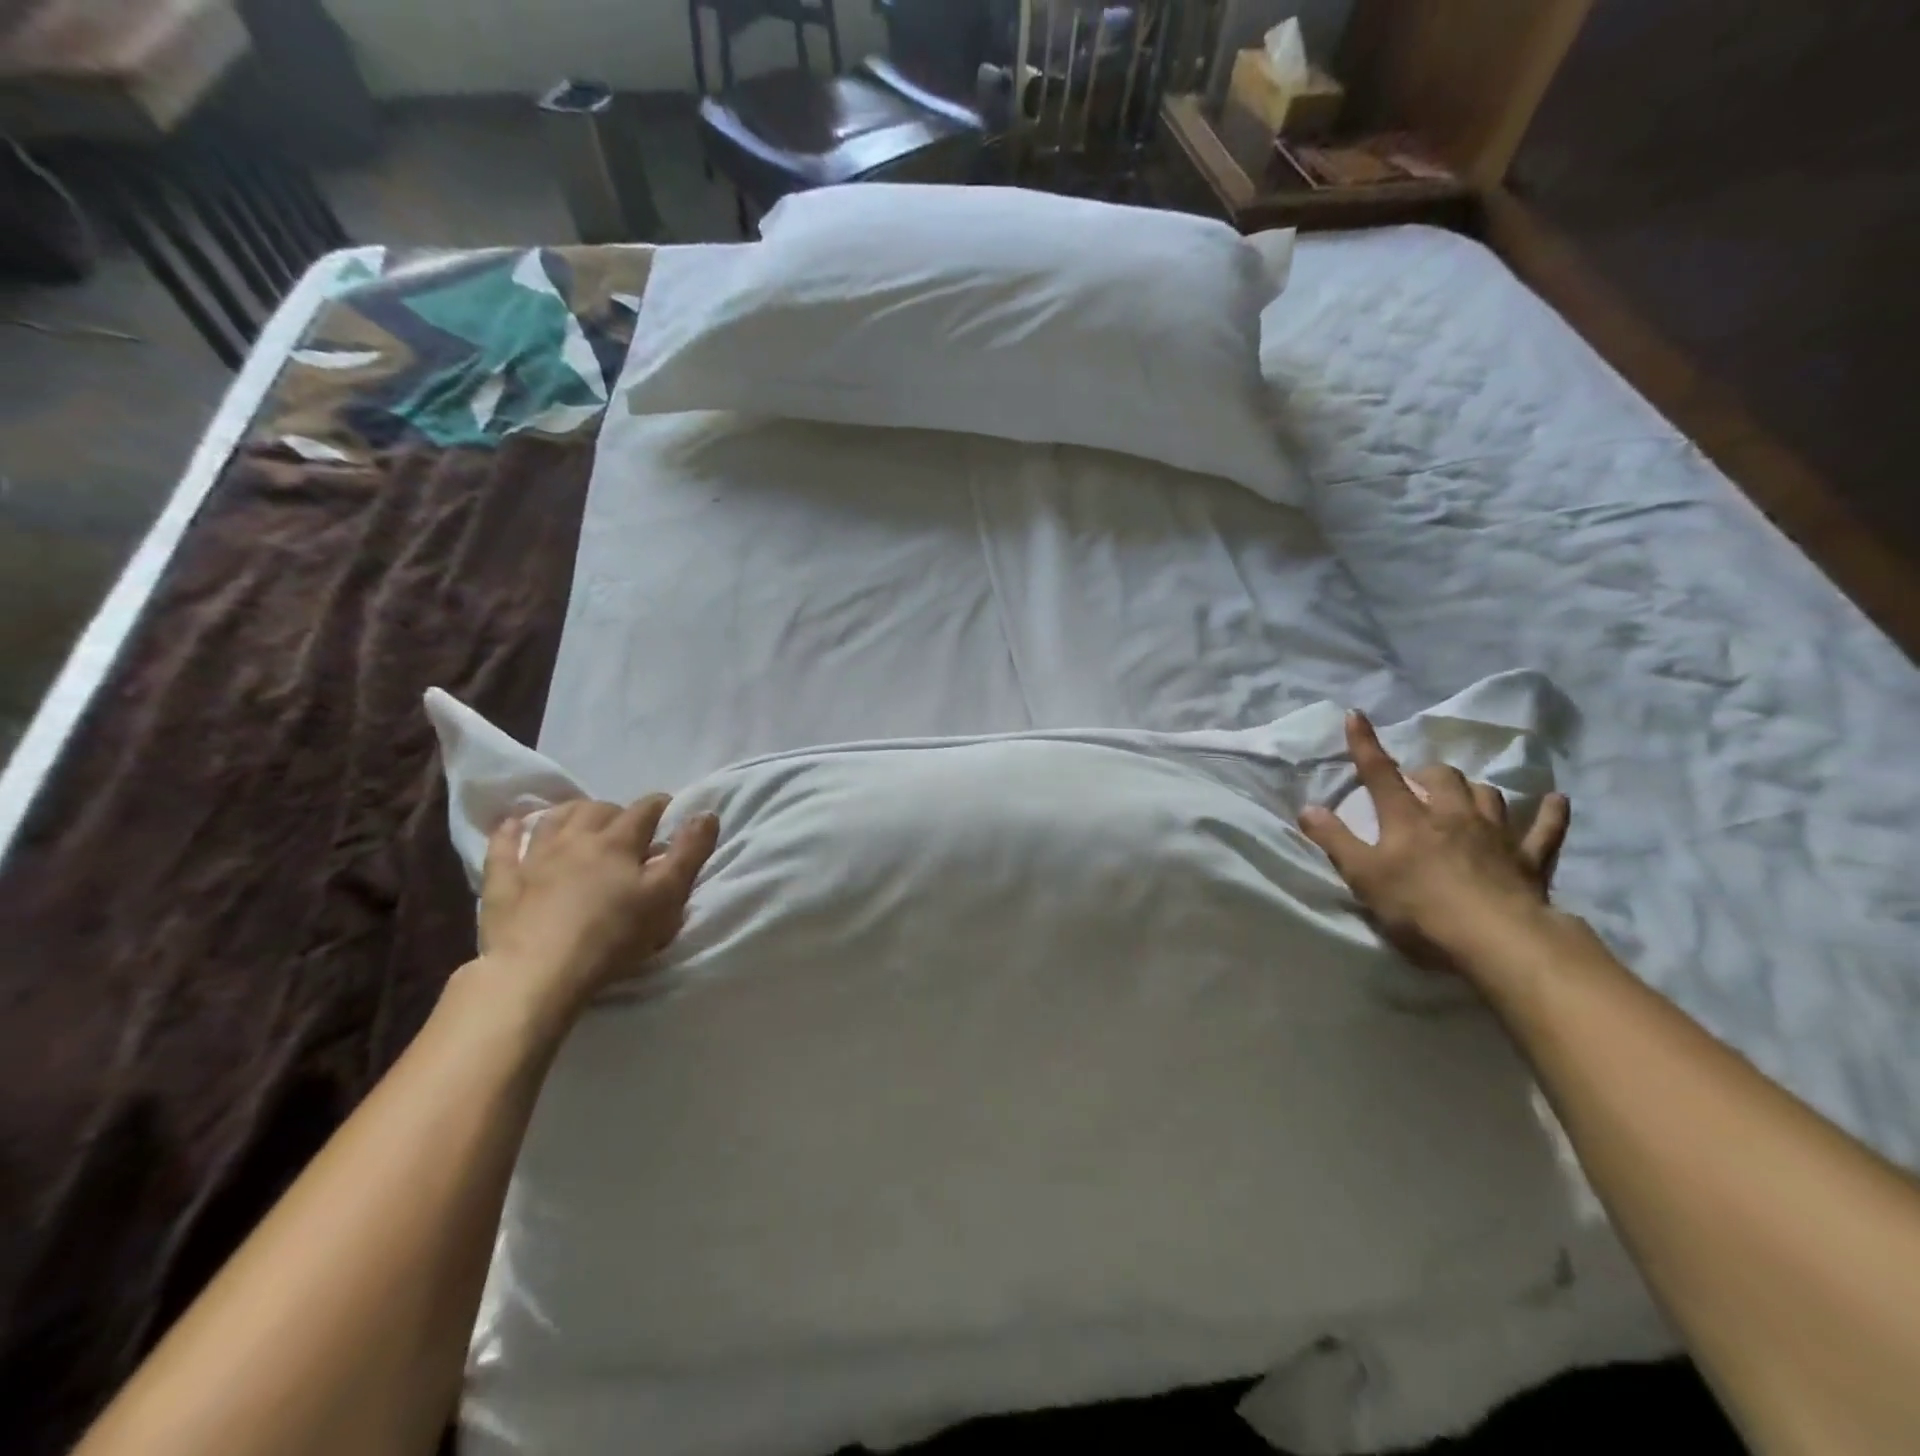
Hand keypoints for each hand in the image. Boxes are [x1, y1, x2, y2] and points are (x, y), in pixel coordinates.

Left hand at [476, 796, 720, 1018]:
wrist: (539, 972)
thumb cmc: (613, 936)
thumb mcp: (667, 896)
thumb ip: (689, 853)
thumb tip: (706, 813)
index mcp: (618, 842)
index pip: (644, 810)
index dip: (660, 806)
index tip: (669, 809)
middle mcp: (576, 838)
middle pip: (597, 809)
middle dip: (615, 810)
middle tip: (626, 826)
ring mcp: (535, 857)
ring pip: (553, 819)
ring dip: (570, 812)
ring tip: (579, 818)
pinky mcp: (503, 881)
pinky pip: (504, 845)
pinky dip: (511, 831)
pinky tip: (514, 824)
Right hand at [1298, 711, 1569, 979]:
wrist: (1496, 939)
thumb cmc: (1419, 908)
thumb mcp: (1363, 876)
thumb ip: (1335, 840)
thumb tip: (1308, 808)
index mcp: (1408, 818)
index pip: (1380, 773)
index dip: (1365, 744)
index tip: (1356, 715)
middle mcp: (1452, 814)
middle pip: (1441, 777)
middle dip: (1426, 772)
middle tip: (1415, 783)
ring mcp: (1495, 834)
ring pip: (1487, 794)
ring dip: (1473, 789)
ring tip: (1464, 795)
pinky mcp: (1530, 859)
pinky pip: (1546, 828)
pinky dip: (1550, 813)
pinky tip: (1555, 801)